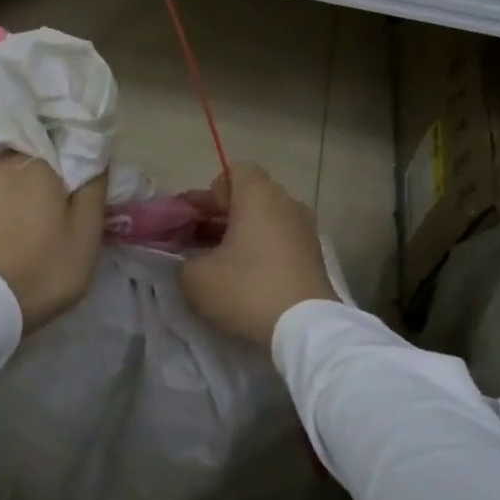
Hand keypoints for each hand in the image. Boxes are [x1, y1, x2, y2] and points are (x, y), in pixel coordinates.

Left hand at [0, 153, 107, 333]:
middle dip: (53, 171)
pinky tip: (20, 225)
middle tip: (70, 197)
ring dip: (30, 187)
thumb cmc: (44, 267)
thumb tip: (95, 158)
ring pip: (14, 174)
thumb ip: (94, 188)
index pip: (63, 139)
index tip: (89, 176)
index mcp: (34, 162)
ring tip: (45, 214)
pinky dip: (12, 202)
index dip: (78, 154)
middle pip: (36, 155)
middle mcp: (2, 164)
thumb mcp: (86, 233)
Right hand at [179, 163, 335, 346]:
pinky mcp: (314, 257)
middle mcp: (286, 203)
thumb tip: (195, 259)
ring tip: (215, 261)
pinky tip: (242, 277)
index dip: (209, 192)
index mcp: (258, 196)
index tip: (192, 219)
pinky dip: (260, 251)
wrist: (305, 328)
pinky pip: (279, 241)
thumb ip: (185, 258)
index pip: (233, 172)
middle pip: (249, 197)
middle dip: (219, 215)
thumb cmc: (246, 289)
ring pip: (265, 220)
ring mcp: (305, 230)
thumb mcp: (195, 276)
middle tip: (193, 239)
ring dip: (239, 235)